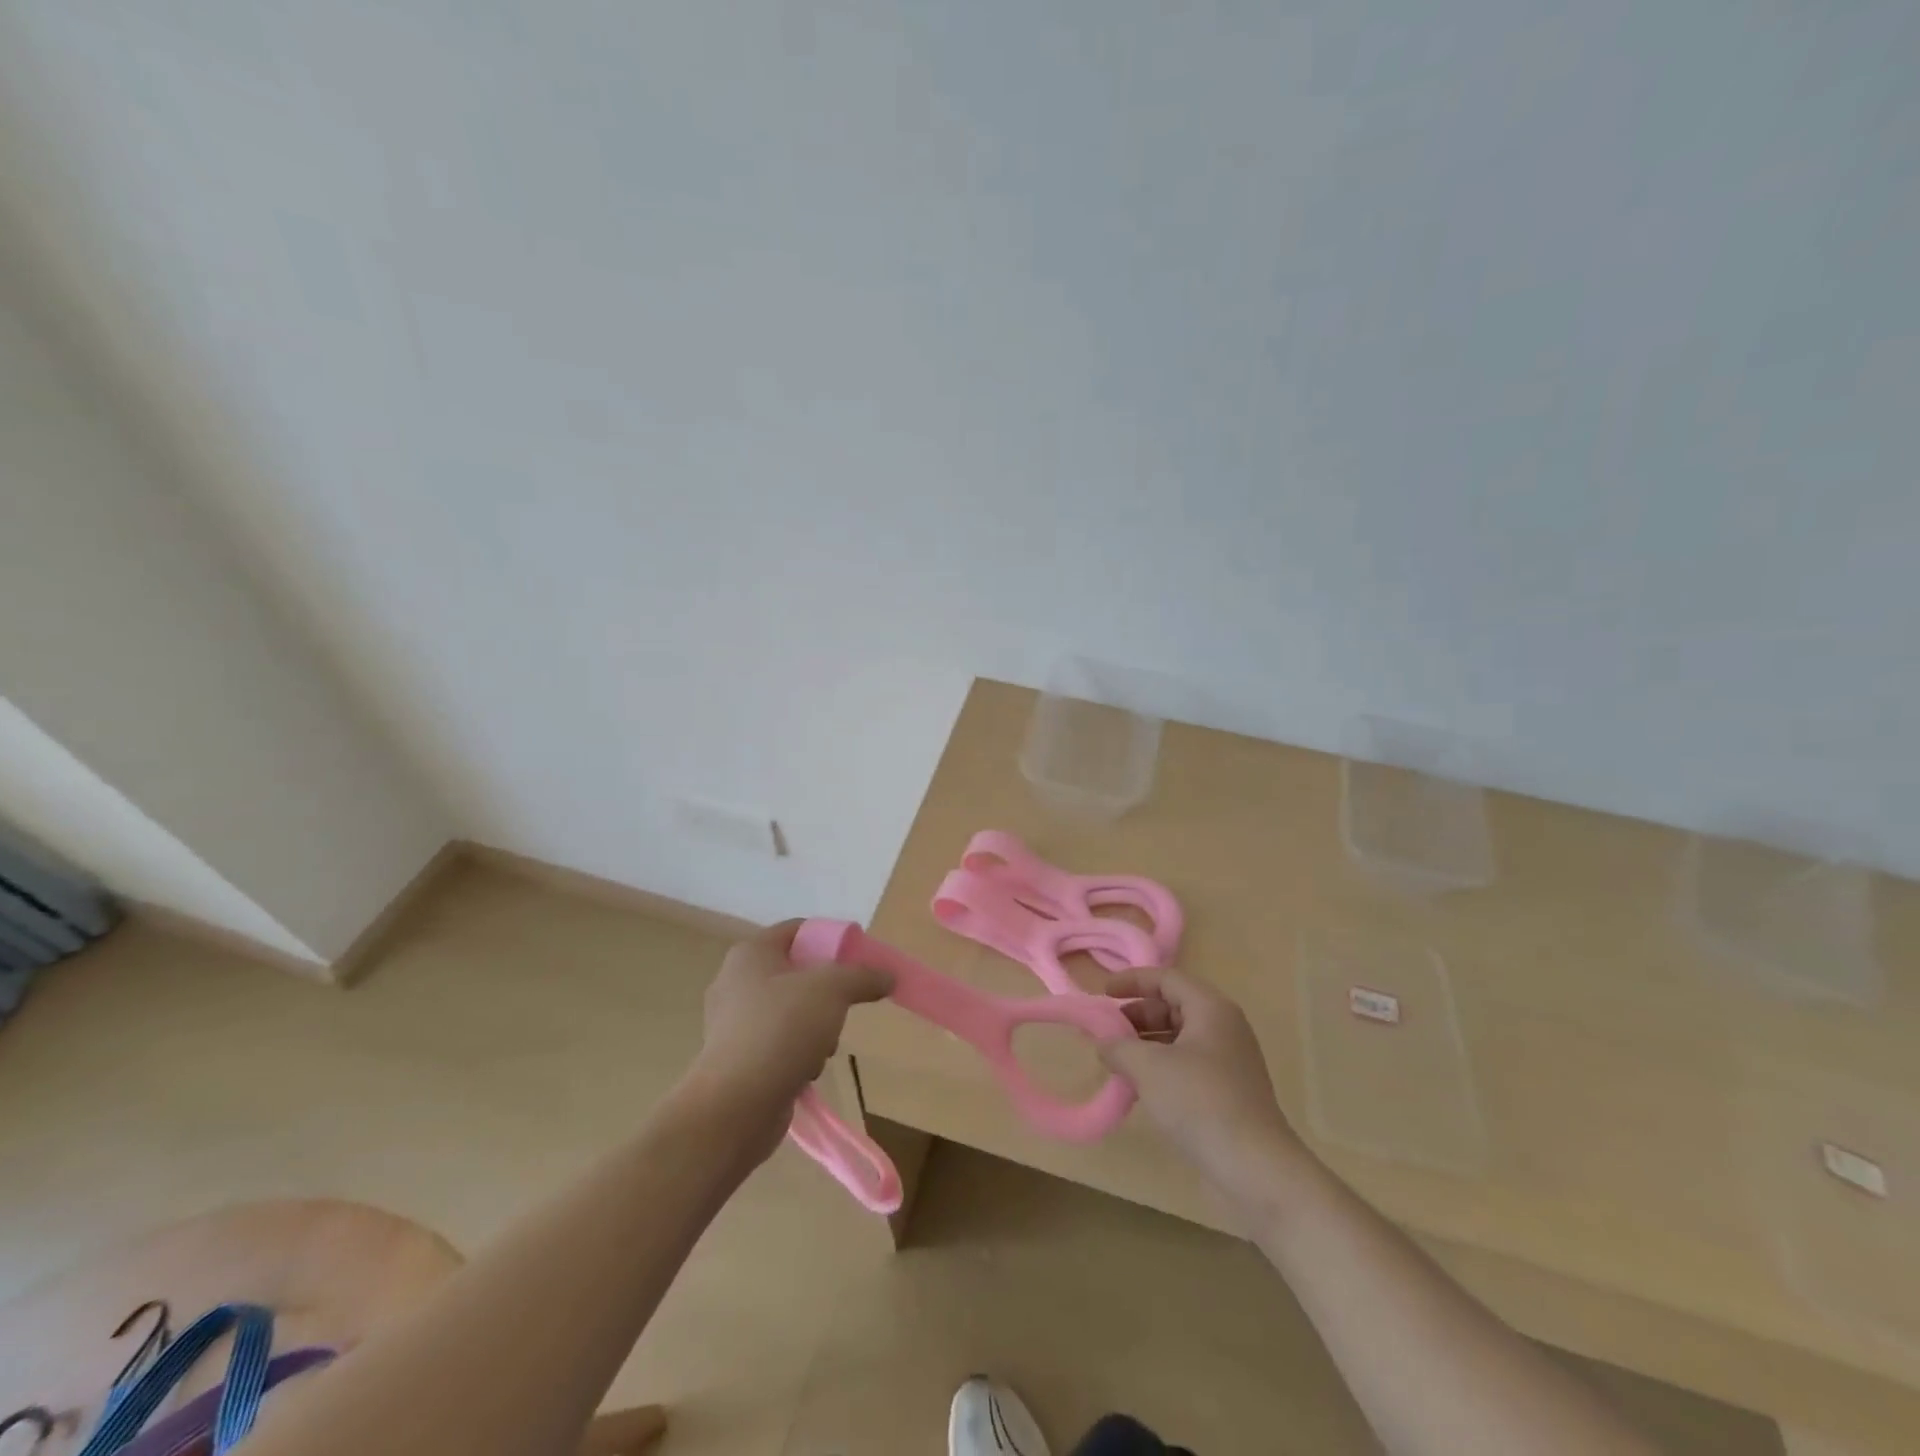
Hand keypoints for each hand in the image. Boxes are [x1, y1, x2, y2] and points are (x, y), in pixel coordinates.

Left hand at [687, 919, 893, 1135]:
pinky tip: (807, 1070)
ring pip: (791, 1010)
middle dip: (827, 992)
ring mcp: (732, 1023)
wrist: (736, 1107)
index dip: (831, 939)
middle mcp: (735, 981)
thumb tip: (887, 975)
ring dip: (816, 1027)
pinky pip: (778, 1043)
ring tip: (825, 1047)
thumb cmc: (781, 1030)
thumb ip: (863, 976)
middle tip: (844, 1006)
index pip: (798, 929)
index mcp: (751, 953)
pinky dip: (798, 1053)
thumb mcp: (832, 990)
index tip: (859, 960)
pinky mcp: (736, 1059)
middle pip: (797, 972)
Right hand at [1099, 967, 1307, 1212]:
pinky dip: (1160, 1068)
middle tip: (1106, 1032)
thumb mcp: (1149, 1067)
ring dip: (1146, 1045)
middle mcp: (1224, 1029)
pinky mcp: (1228, 1093)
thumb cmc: (1200, 1102)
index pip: (1167, 979)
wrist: (1255, 1169)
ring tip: (1116, 1061)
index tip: (1102, 993)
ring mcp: (1228, 1063)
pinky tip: (1139, 1089)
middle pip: (1173, 1006)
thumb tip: (1104, 1043)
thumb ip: (1119, 1047)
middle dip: (1136, 1015)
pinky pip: (1187, 1066)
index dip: (1132, 981)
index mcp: (1211, 1009)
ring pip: (1179, 1039)